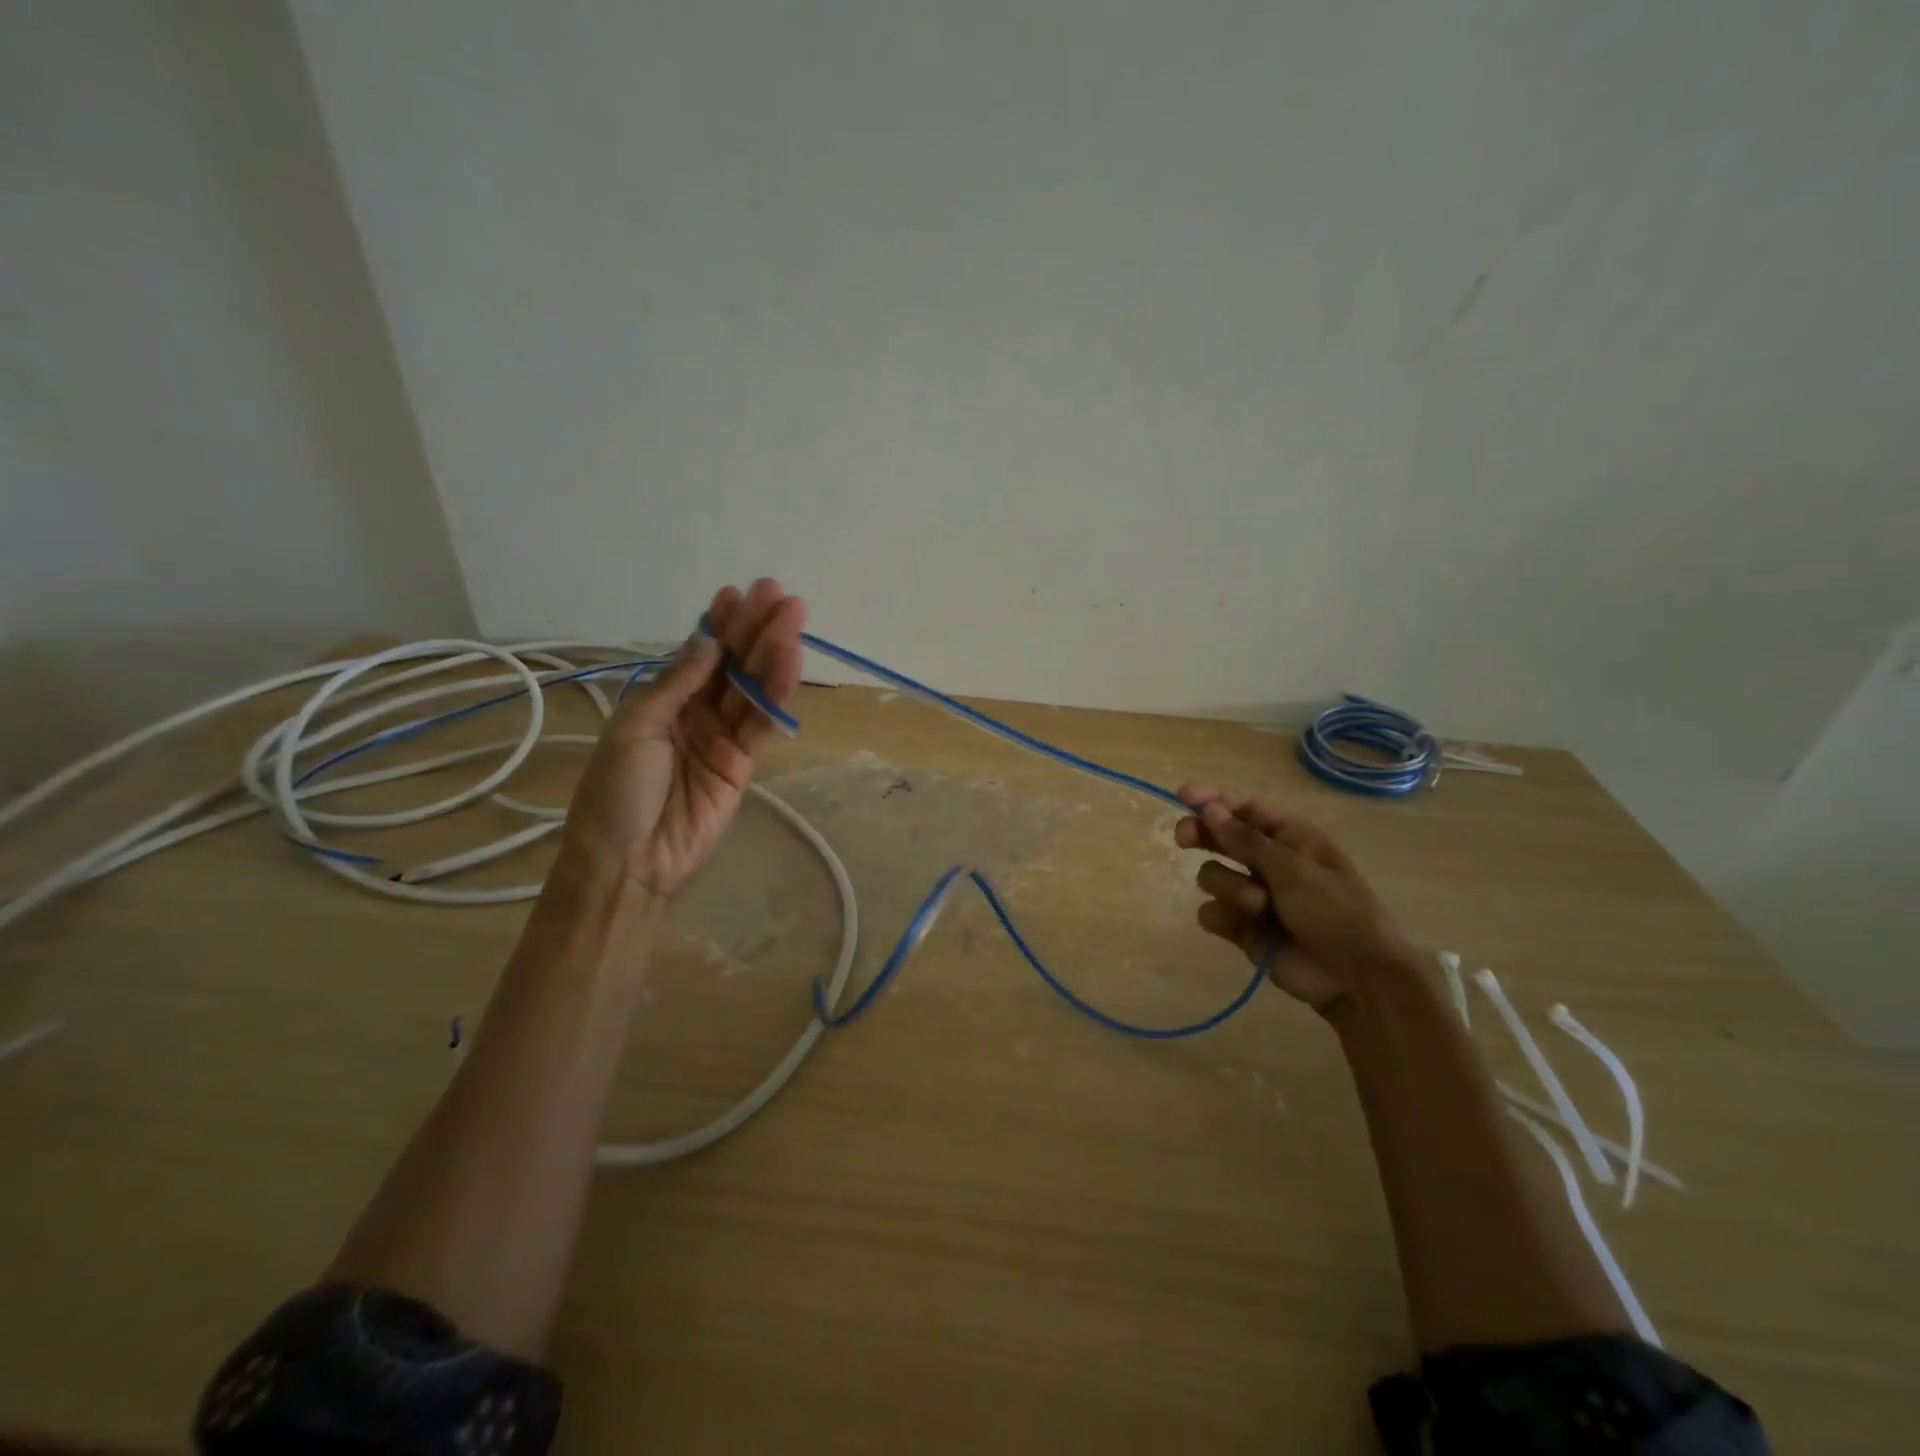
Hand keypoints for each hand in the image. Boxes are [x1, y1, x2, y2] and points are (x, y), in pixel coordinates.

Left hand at [558, 579, 805, 900]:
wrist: (628, 862)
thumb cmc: (616, 791)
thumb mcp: (636, 727)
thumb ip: (678, 684)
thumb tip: (708, 640)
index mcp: (661, 702)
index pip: (697, 655)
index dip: (718, 625)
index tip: (737, 594)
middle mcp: (696, 714)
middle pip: (732, 665)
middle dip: (754, 629)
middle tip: (779, 595)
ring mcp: (723, 738)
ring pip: (752, 688)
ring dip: (773, 652)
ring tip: (792, 617)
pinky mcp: (745, 764)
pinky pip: (764, 721)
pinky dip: (778, 692)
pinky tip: (790, 661)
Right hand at [1174, 784, 1417, 1014]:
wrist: (1356, 978)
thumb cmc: (1336, 912)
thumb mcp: (1293, 870)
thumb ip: (1245, 840)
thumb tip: (1208, 808)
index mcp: (1289, 837)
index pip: (1244, 807)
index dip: (1213, 798)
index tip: (1183, 795)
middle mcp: (1267, 861)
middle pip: (1219, 836)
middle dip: (1202, 835)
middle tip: (1184, 837)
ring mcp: (1252, 894)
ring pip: (1212, 875)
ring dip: (1230, 888)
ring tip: (1258, 907)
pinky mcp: (1241, 927)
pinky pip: (1211, 912)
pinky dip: (1224, 918)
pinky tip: (1245, 928)